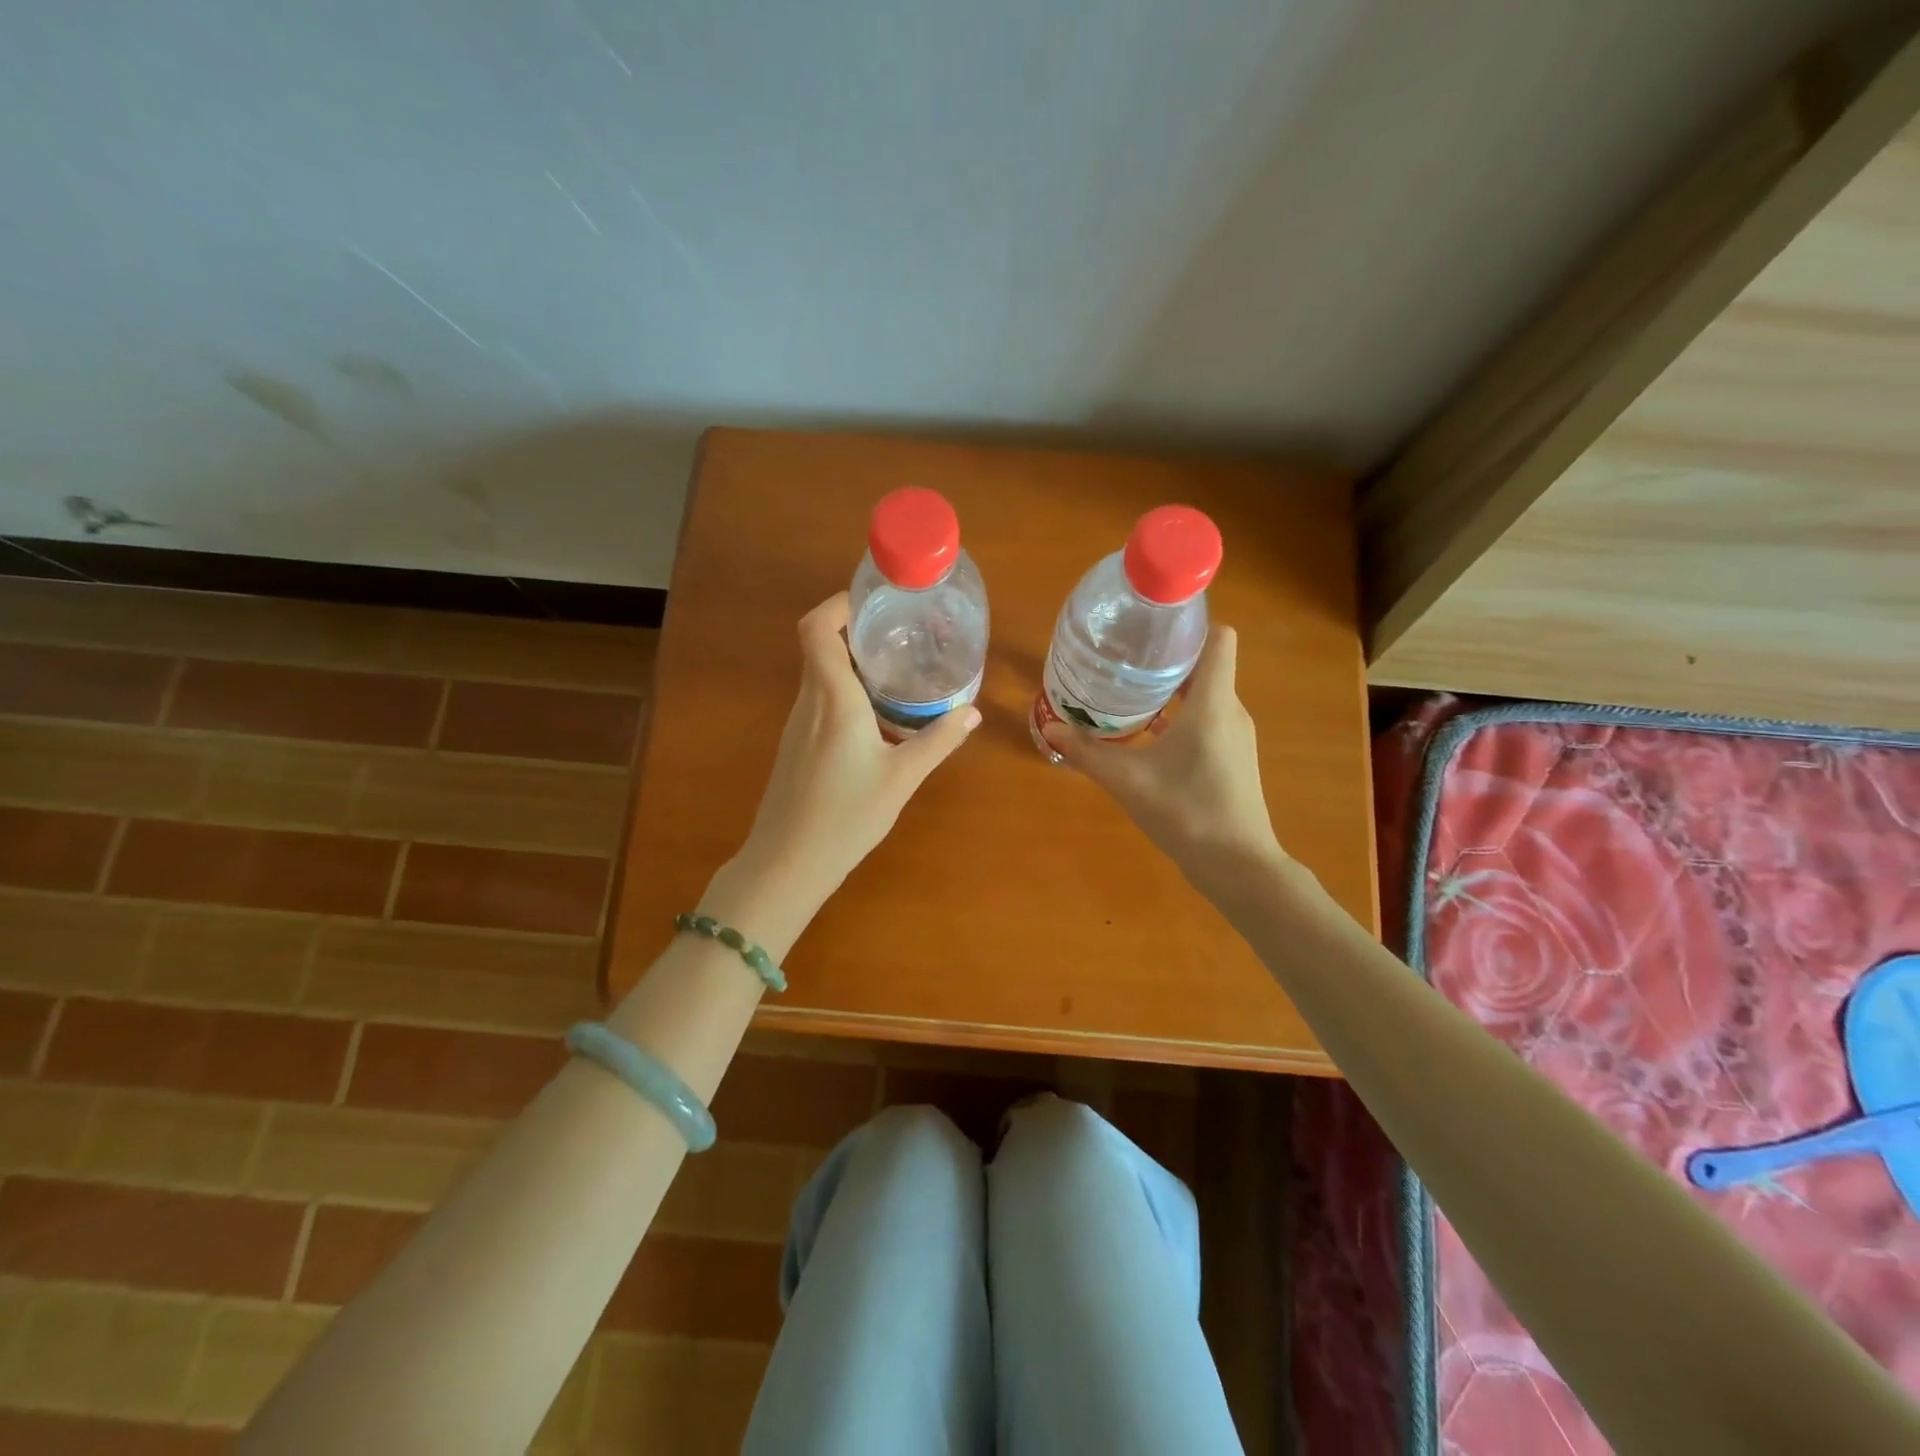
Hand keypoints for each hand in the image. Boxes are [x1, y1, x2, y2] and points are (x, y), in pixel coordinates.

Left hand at [725, 592, 979, 915]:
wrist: (788, 862)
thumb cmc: (846, 816)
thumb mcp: (902, 778)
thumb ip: (938, 741)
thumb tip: (971, 713)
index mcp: (833, 698)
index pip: (817, 628)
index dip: (839, 605)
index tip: (875, 604)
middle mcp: (809, 701)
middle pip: (821, 645)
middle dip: (857, 632)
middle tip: (901, 635)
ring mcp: (797, 724)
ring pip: (820, 674)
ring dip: (853, 664)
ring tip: (896, 671)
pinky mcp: (795, 744)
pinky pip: (819, 700)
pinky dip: (846, 691)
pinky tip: (876, 716)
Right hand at [1040, 626, 1284, 895]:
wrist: (1237, 866)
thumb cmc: (1186, 812)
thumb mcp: (1127, 780)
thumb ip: (1086, 751)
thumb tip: (1048, 726)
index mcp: (1213, 702)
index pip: (1219, 638)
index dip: (1191, 624)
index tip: (1151, 626)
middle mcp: (1231, 710)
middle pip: (1206, 664)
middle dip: (1168, 656)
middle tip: (1124, 656)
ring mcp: (1236, 735)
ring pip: (1207, 693)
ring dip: (1173, 688)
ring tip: (1130, 689)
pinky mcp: (1233, 757)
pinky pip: (1208, 718)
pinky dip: (1181, 714)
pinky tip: (1148, 731)